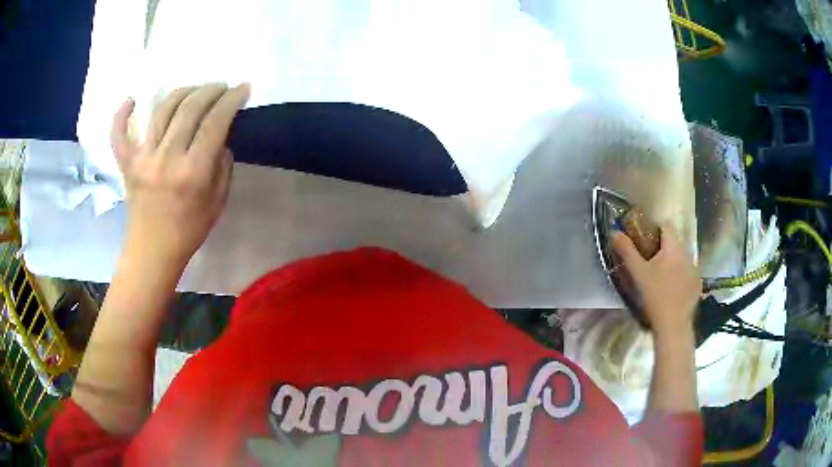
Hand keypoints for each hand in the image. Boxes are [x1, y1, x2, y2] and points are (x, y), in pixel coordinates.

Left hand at [110, 83, 249, 268]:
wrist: (152, 252)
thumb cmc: (188, 231)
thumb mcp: (218, 202)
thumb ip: (222, 165)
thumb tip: (219, 137)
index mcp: (193, 172)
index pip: (215, 122)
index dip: (232, 100)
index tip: (242, 88)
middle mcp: (167, 159)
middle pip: (189, 108)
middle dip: (210, 90)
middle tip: (220, 87)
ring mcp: (143, 159)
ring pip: (161, 110)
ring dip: (182, 92)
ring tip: (194, 90)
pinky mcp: (126, 164)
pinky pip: (119, 134)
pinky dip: (121, 115)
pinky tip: (131, 101)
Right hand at [611, 225, 700, 335]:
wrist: (673, 325)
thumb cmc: (655, 296)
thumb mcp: (638, 273)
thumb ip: (627, 251)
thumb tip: (615, 233)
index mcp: (674, 247)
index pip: (666, 226)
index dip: (654, 229)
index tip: (644, 242)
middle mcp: (687, 254)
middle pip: (674, 242)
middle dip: (662, 248)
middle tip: (648, 262)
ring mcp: (695, 269)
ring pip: (681, 257)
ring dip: (671, 261)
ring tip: (659, 277)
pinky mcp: (697, 284)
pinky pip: (687, 272)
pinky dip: (679, 275)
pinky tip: (671, 290)